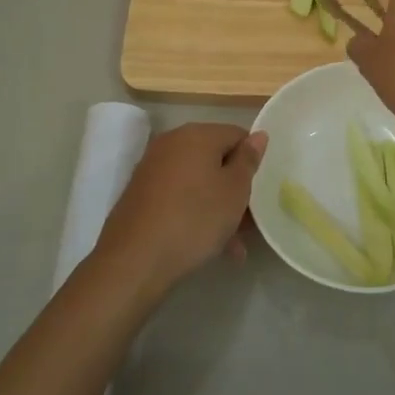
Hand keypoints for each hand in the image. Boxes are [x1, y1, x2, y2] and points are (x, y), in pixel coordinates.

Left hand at [95, 123, 264, 300]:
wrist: (134, 260)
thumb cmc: (195, 218)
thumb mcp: (234, 190)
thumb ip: (248, 160)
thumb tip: (258, 135)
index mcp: (197, 134)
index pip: (237, 135)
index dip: (252, 161)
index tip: (260, 190)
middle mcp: (172, 143)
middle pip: (216, 159)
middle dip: (235, 189)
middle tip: (249, 220)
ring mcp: (152, 168)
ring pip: (198, 182)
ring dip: (217, 207)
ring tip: (233, 244)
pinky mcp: (140, 194)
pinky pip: (178, 197)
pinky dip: (194, 213)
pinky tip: (208, 245)